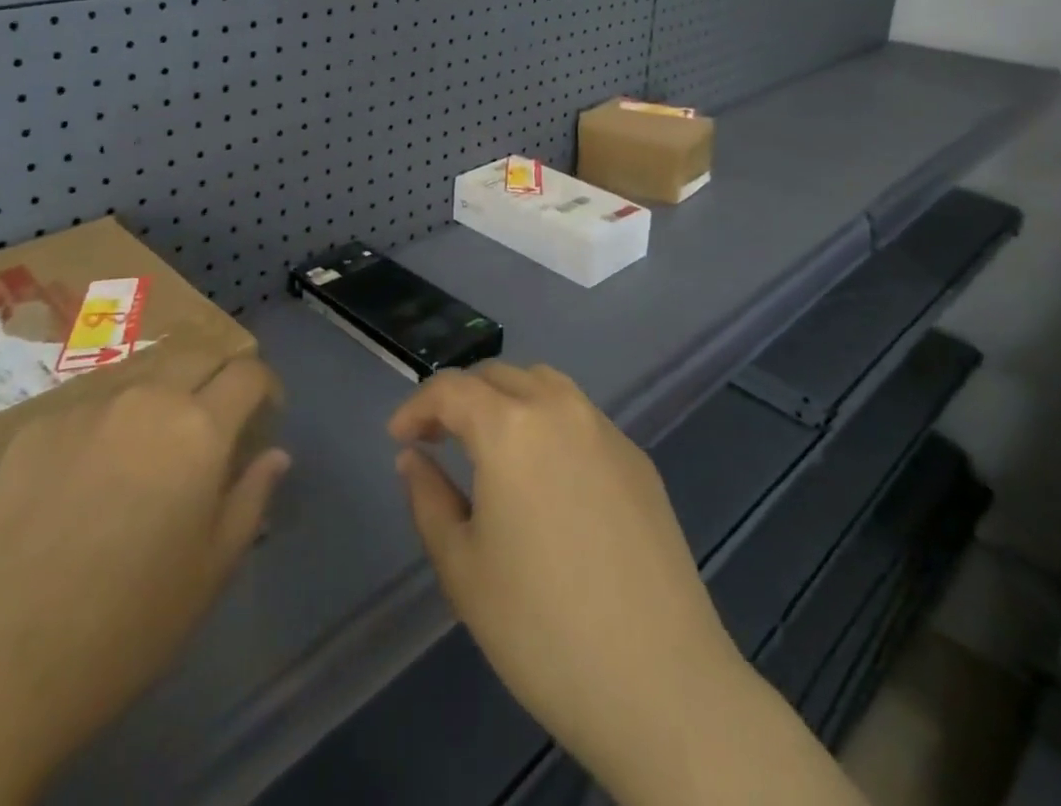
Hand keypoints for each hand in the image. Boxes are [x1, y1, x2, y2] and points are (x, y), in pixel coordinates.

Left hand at [0, 358, 287, 804]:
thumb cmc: (127, 626)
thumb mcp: (212, 570)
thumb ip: (251, 498)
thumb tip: (275, 454)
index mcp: (199, 429)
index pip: (248, 372)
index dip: (265, 386)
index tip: (265, 414)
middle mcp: (147, 398)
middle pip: (197, 353)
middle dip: (217, 376)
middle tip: (214, 420)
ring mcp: (86, 406)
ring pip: (142, 375)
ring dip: (163, 395)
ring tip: (151, 447)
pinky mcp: (36, 426)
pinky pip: (91, 406)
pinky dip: (109, 425)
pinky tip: (88, 478)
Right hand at [391, 363, 860, 805]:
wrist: (661, 684)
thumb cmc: (542, 629)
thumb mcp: (462, 568)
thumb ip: (428, 498)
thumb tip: (413, 458)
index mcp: (510, 427)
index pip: (451, 389)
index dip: (417, 407)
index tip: (399, 437)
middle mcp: (559, 409)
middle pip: (498, 376)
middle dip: (460, 398)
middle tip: (438, 439)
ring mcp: (605, 431)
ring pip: (544, 384)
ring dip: (507, 399)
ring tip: (490, 444)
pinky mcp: (638, 460)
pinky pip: (580, 417)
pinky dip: (548, 422)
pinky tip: (546, 475)